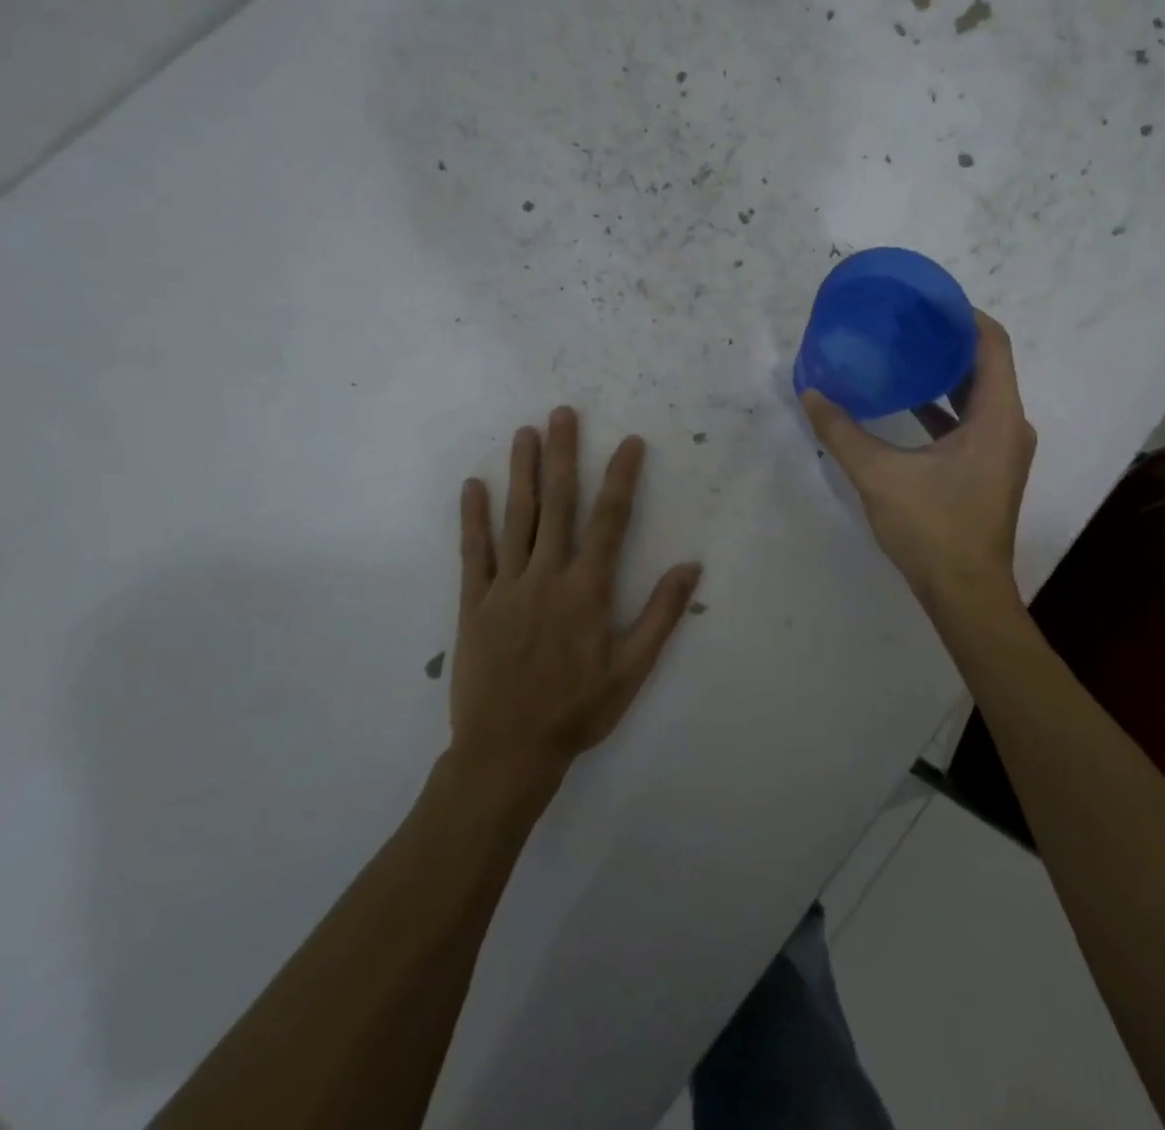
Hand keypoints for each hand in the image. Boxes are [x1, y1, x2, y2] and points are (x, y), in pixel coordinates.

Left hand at [449, 408, 701, 791]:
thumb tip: (691, 567)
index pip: (610, 520)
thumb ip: (661, 615)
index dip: (622, 478)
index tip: (630, 442)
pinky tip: (474, 486)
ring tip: (524, 434)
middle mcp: (547, 575)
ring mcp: (507, 586)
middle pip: (558, 504)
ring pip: (516, 517)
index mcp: (587, 589)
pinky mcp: (475, 603)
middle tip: (562, 414)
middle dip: (563, 455)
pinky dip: (473, 518)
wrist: (507, 750)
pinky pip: (474, 552)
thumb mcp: (632, 669)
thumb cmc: (577, 710)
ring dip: (522, 472)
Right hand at [802, 310, 1034, 610]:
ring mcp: (1003, 450)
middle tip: (905, 323)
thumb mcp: (879, 476)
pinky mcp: (990, 469)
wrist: (965, 594)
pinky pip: (972, 421)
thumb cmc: (932, 529)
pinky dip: (945, 407)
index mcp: (997, 417)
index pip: (991, 343)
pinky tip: (908, 405)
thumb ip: (841, 432)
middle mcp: (1010, 426)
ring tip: (903, 354)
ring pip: (979, 395)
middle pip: (986, 365)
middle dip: (948, 341)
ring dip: (945, 374)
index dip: (963, 314)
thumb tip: (811, 392)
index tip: (926, 300)